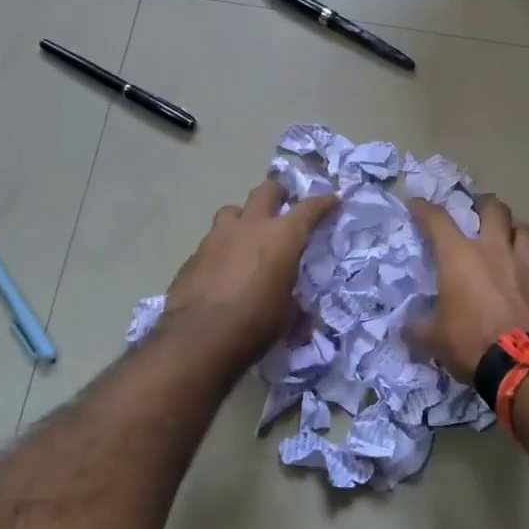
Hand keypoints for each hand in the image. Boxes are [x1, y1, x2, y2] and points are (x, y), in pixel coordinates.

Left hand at [162, 178, 337, 368]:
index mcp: (282, 237)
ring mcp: (218, 236)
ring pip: (233, 210)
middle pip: (266, 191)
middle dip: (278, 193)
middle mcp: (251, 226)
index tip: (333, 198)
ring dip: (244, 217)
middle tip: (284, 202)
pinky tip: (222, 267)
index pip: (310, 208)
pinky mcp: (195, 253)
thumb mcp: (287, 311)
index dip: (324, 202)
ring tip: (247, 233)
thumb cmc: (256, 323)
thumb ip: (291, 291)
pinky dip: (222, 246)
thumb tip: (293, 299)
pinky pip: (213, 239)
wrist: (200, 338)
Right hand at [406, 195, 528, 383]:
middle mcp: (494, 251)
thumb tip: (404, 329)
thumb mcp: (435, 339)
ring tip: (507, 236)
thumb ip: (419, 329)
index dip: (424, 209)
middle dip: (484, 204)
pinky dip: (528, 263)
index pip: (437, 220)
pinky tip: (523, 276)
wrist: (526, 366)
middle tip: (477, 210)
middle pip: (494, 209)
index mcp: (460, 257)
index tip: (416, 204)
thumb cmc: (472, 343)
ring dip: (514, 228)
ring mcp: (524, 266)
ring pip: (524, 229)